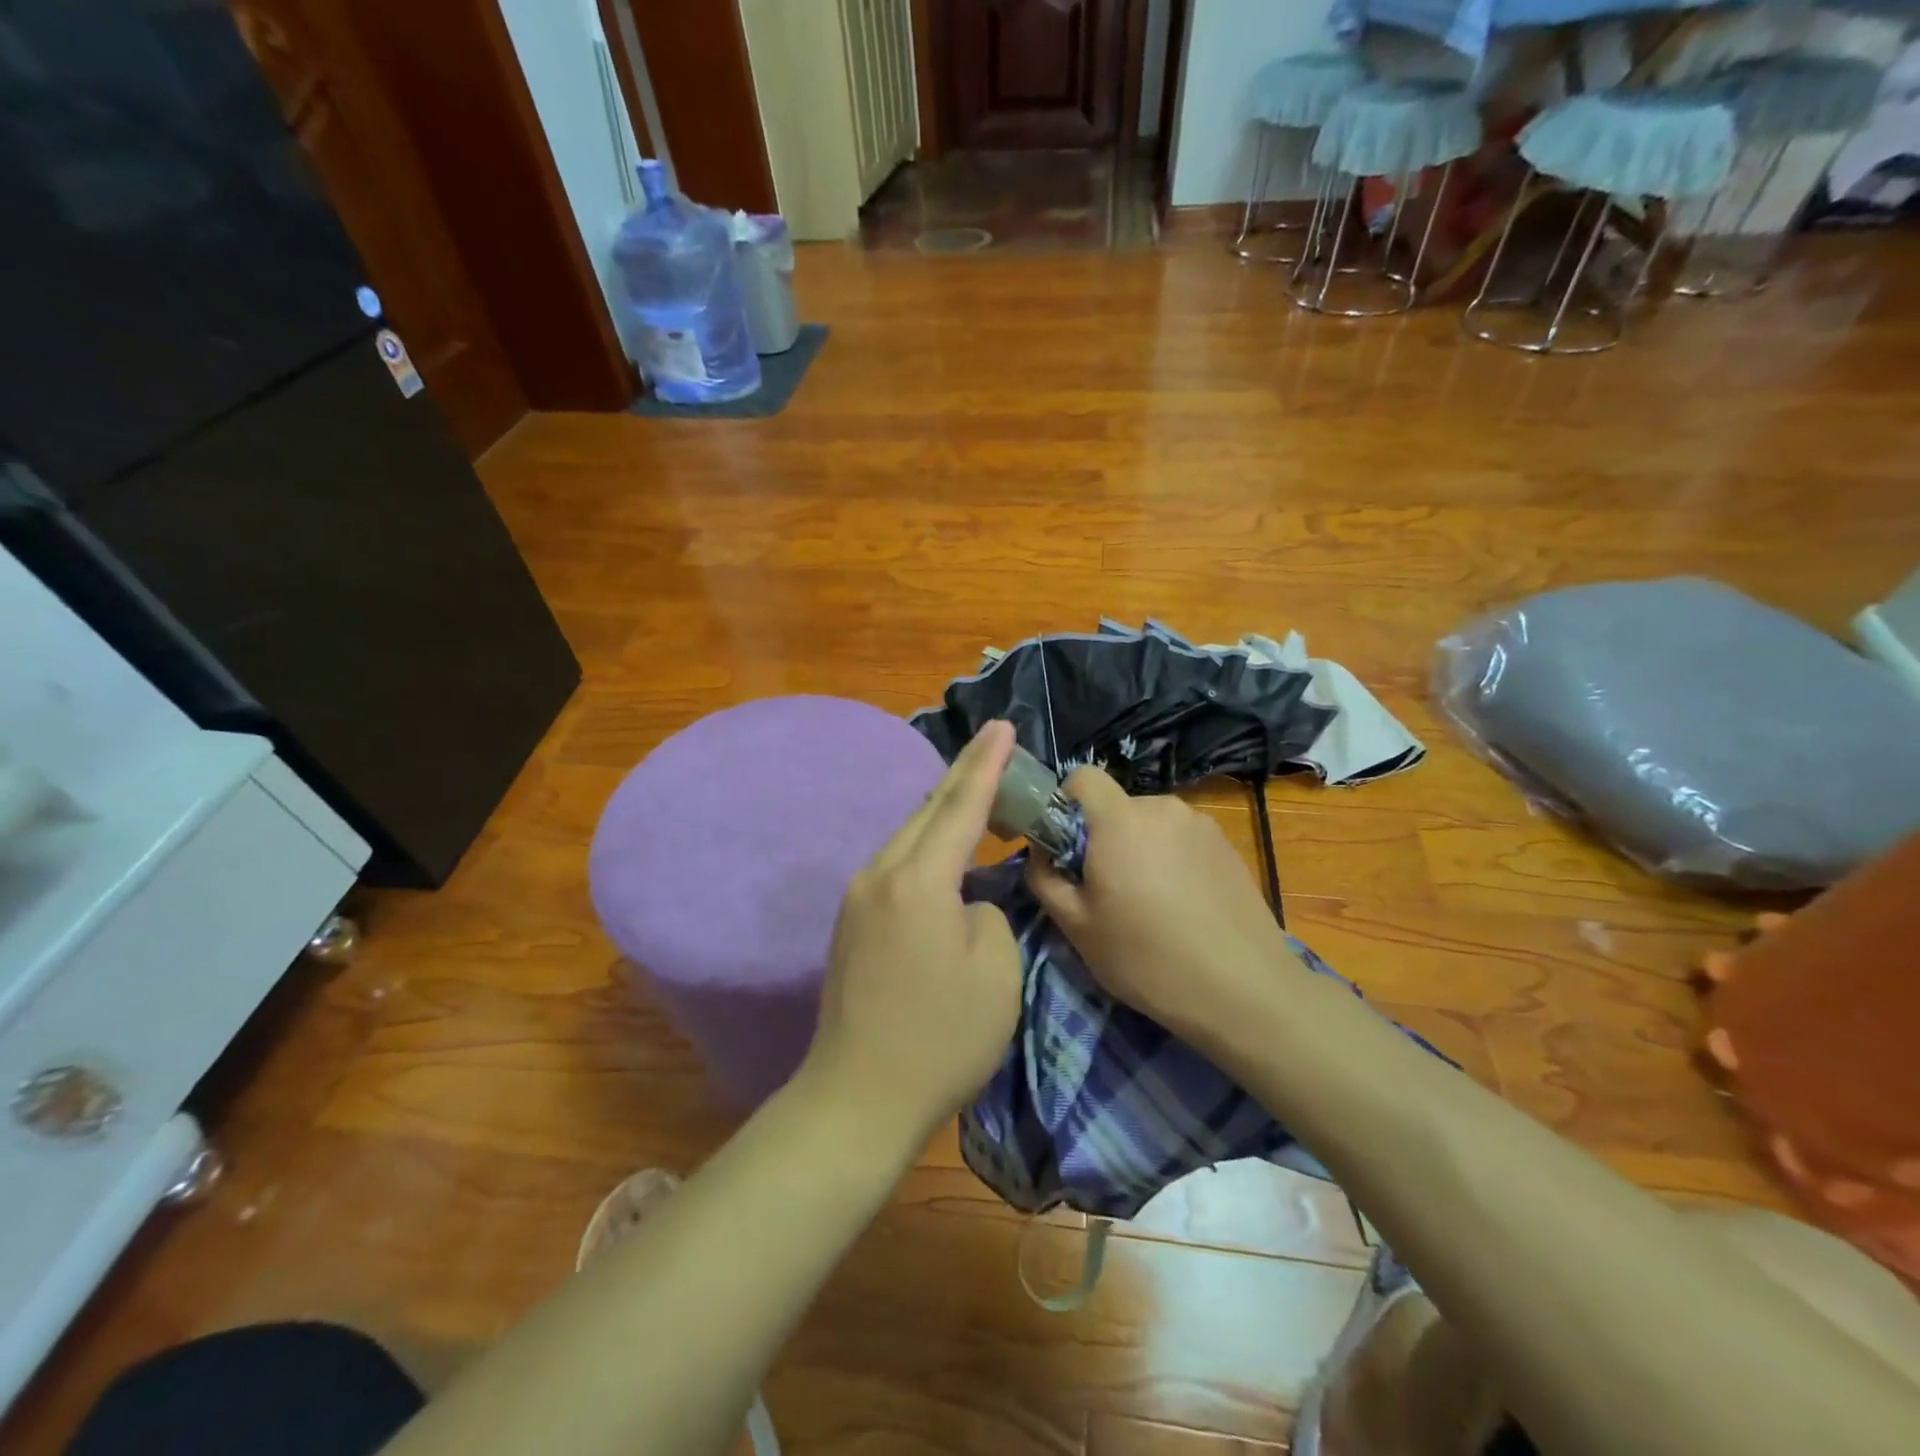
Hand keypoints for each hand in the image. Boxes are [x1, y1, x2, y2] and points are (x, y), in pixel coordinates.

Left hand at [801, 721, 1022, 1144]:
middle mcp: (880, 874)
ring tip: (976, 792)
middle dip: (964, 776)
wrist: (858, 1096)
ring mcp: (859, 897)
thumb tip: (968, 901)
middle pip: (927, 810)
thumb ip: (990, 913)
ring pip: (908, 836)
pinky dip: (926, 846)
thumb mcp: (996, 971)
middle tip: (995, 746)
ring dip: (942, 812)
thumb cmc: (940, 1037)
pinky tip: (944, 851)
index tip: (1004, 726)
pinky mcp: (851, 922)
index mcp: (918, 880)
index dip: (987, 764)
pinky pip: (897, 864)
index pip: (960, 805)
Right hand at [1025, 766, 1300, 1046]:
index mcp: (1120, 820)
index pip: (1083, 777)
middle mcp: (1163, 808)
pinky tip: (1182, 906)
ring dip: (1139, 849)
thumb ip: (1044, 877)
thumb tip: (1040, 851)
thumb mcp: (1077, 927)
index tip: (1064, 846)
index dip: (1064, 802)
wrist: (1244, 991)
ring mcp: (1201, 825)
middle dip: (1103, 836)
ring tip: (1149, 903)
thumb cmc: (1147, 959)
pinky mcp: (1228, 846)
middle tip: (1105, 889)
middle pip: (1117, 806)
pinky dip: (1170, 860)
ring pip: (1150, 824)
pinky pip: (1181, 839)